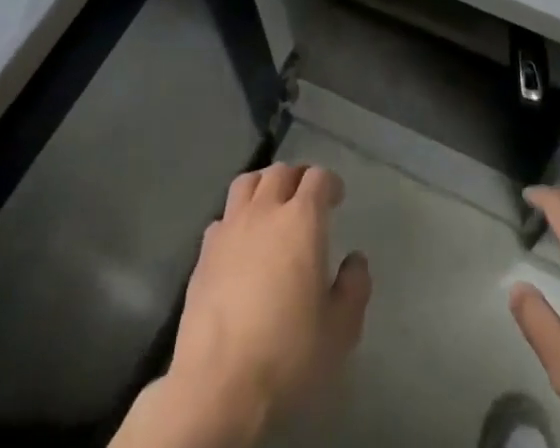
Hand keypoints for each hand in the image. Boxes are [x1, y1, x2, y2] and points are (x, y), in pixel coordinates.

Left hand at [128, 163, 371, 447]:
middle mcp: (265, 212)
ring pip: (247, 183)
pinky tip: (240, 242)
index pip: (317, 178)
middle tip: (306, 197)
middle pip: (280, 172)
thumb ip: (354, 287)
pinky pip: (223, 218)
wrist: (218, 386)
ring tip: (271, 205)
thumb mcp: (340, 330)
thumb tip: (355, 260)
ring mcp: (229, 229)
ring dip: (263, 186)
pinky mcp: (203, 254)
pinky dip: (236, 218)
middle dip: (297, 178)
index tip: (336, 198)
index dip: (330, 183)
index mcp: (302, 220)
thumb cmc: (287, 354)